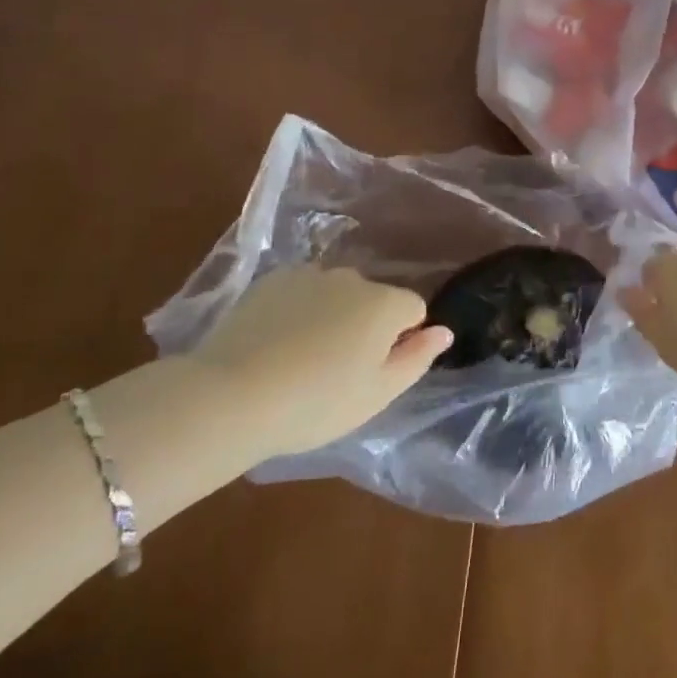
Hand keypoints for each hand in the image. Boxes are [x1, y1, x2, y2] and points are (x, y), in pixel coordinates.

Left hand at [193, 265, 450, 456]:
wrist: (233, 395)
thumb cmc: (317, 403)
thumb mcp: (377, 394)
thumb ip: (417, 358)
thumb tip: (444, 331)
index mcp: (384, 303)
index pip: (413, 309)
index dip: (401, 340)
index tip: (374, 372)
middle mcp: (352, 277)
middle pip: (373, 298)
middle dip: (365, 325)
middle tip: (338, 372)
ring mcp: (308, 274)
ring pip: (336, 294)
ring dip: (332, 316)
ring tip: (302, 360)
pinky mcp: (271, 280)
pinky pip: (301, 292)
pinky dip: (298, 311)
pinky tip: (276, 345)